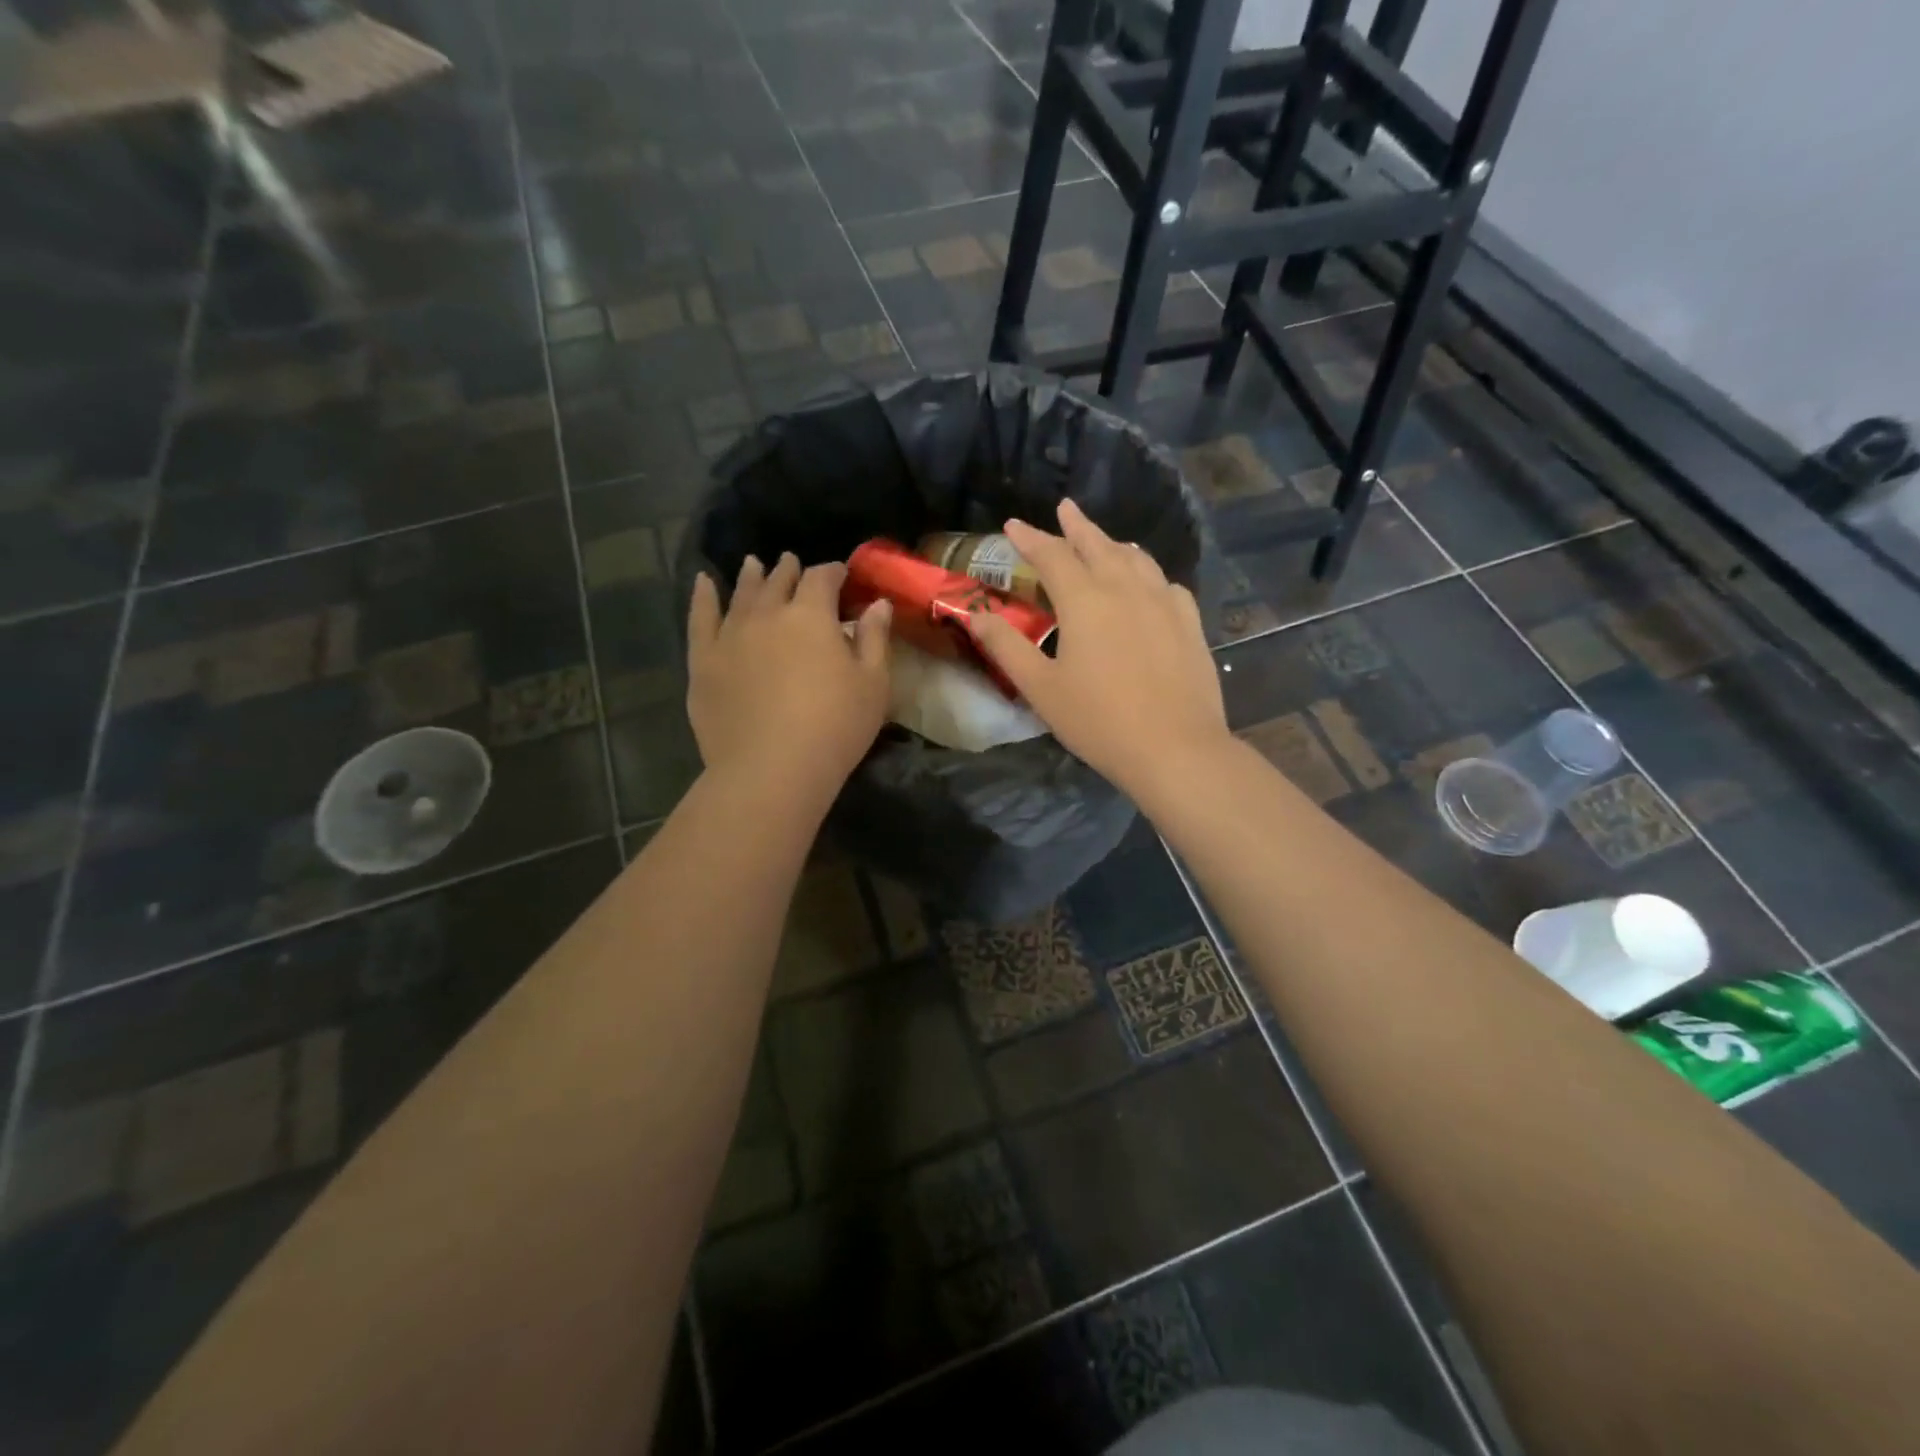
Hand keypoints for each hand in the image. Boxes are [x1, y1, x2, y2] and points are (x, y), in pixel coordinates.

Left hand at [687, 554, 891, 798]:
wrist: (771, 769)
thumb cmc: (835, 727)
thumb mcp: (873, 684)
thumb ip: (874, 639)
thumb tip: (877, 603)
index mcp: (811, 615)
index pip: (822, 578)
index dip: (833, 572)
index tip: (840, 575)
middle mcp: (767, 614)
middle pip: (778, 581)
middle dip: (789, 570)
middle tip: (792, 563)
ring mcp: (730, 636)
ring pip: (741, 594)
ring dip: (750, 577)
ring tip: (753, 565)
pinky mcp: (703, 661)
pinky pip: (700, 619)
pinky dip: (702, 597)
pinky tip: (702, 583)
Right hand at [969, 500, 1232, 795]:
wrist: (1175, 748)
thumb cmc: (1099, 721)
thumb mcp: (1041, 688)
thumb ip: (1006, 647)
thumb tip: (975, 615)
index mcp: (1084, 600)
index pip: (1051, 555)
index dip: (1030, 538)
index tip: (1013, 525)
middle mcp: (1125, 588)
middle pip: (1098, 545)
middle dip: (1077, 526)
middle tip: (1065, 508)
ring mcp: (1163, 603)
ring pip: (1136, 559)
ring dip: (1114, 544)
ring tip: (1105, 540)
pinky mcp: (1189, 623)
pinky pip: (1166, 584)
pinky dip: (1149, 573)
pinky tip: (1149, 583)